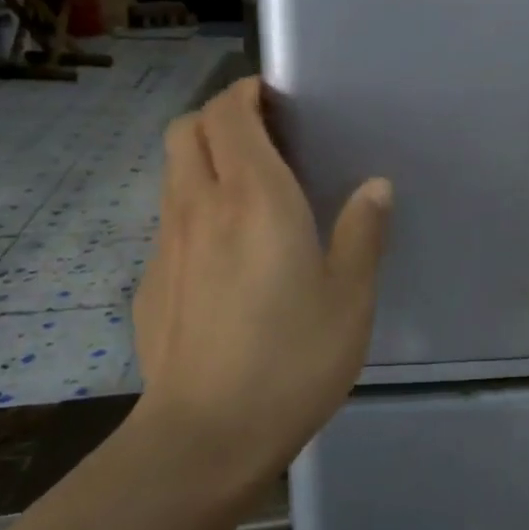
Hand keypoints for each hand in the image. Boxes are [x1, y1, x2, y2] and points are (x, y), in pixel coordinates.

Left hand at [130, 77, 391, 482]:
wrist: (206, 436)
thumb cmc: (291, 359)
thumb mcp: (350, 298)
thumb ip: (363, 233)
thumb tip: (375, 186)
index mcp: (255, 198)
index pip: (229, 113)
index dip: (247, 93)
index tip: (277, 99)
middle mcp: (201, 206)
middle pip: (186, 129)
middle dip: (219, 116)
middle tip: (265, 137)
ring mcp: (167, 243)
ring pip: (173, 171)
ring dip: (204, 158)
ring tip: (248, 190)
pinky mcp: (152, 280)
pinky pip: (169, 218)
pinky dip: (194, 206)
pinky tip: (226, 254)